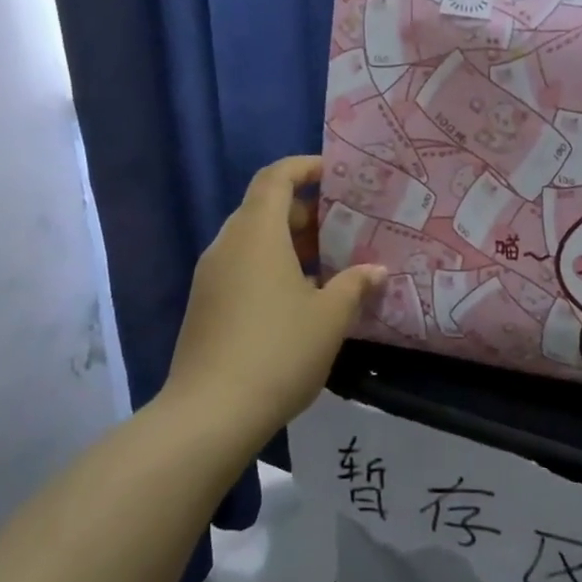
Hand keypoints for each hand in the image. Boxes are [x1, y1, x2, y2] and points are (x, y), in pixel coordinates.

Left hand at [160, 156, 385, 442]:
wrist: (210, 414)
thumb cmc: (278, 351)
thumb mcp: (330, 317)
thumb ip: (355, 285)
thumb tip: (376, 271)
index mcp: (256, 234)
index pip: (275, 178)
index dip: (305, 167)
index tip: (337, 175)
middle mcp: (227, 246)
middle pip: (263, 208)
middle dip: (305, 210)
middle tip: (345, 226)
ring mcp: (211, 277)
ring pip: (253, 241)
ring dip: (290, 242)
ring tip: (330, 263)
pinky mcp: (205, 306)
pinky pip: (242, 268)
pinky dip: (273, 267)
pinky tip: (302, 297)